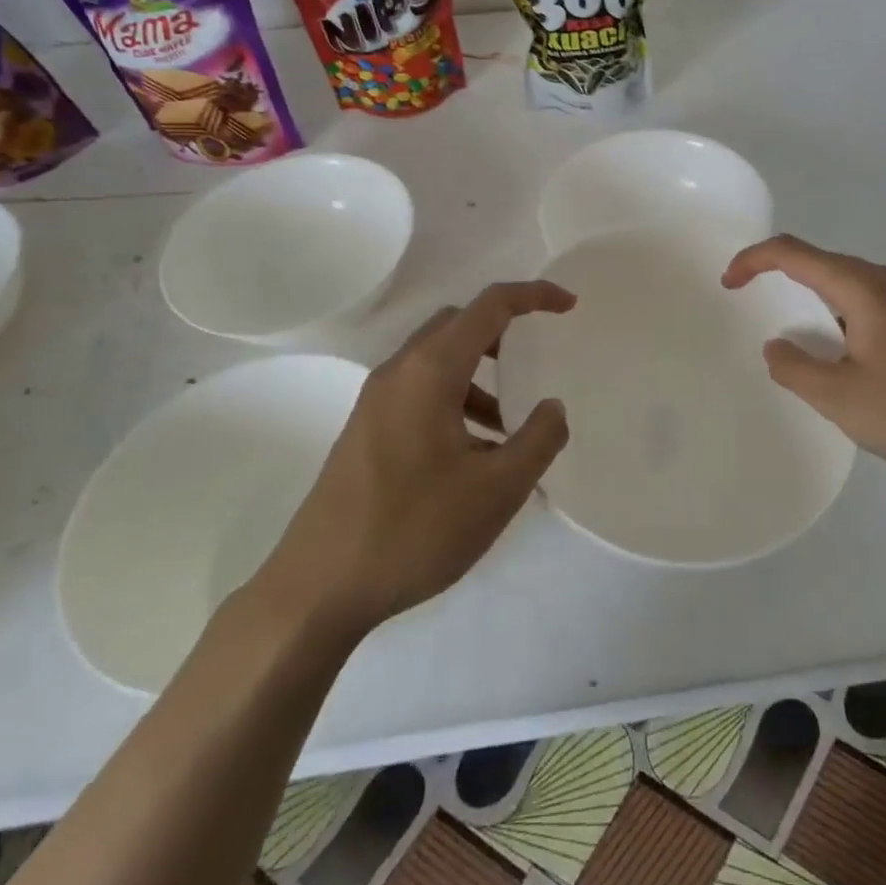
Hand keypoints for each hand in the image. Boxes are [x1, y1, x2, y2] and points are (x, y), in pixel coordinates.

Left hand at [253, 281, 574, 638]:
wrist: (316, 588)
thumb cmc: (413, 530)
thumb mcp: (496, 490)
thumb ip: (538, 439)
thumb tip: (552, 407)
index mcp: (430, 371)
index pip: (489, 306)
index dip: (534, 296)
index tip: (569, 306)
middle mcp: (398, 372)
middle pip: (458, 324)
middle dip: (503, 332)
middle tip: (534, 360)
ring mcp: (375, 401)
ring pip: (437, 360)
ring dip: (478, 375)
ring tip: (508, 429)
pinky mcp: (365, 429)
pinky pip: (419, 391)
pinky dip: (455, 400)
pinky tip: (472, 456)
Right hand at [722, 235, 885, 495]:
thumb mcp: (839, 399)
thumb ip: (795, 368)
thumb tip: (779, 346)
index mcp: (865, 287)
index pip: (795, 254)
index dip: (754, 260)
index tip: (728, 283)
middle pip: (823, 263)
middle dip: (782, 278)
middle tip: (754, 306)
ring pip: (849, 284)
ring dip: (815, 301)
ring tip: (800, 340)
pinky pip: (871, 302)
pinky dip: (842, 315)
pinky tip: (846, 354)